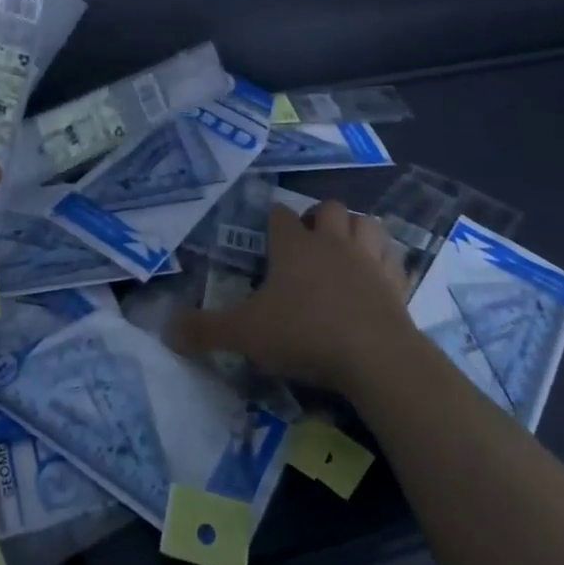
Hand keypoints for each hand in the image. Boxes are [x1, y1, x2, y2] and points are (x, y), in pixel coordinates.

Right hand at [170, 199, 417, 394]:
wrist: (375, 356)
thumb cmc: (304, 333)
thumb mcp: (245, 334)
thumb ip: (205, 330)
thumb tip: (166, 330)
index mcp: (294, 245)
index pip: (280, 215)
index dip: (273, 221)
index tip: (268, 235)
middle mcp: (332, 242)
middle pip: (328, 208)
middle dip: (319, 218)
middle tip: (309, 244)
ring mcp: (369, 259)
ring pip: (366, 223)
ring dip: (356, 230)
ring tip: (346, 251)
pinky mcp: (397, 283)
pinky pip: (394, 260)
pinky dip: (386, 263)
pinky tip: (379, 278)